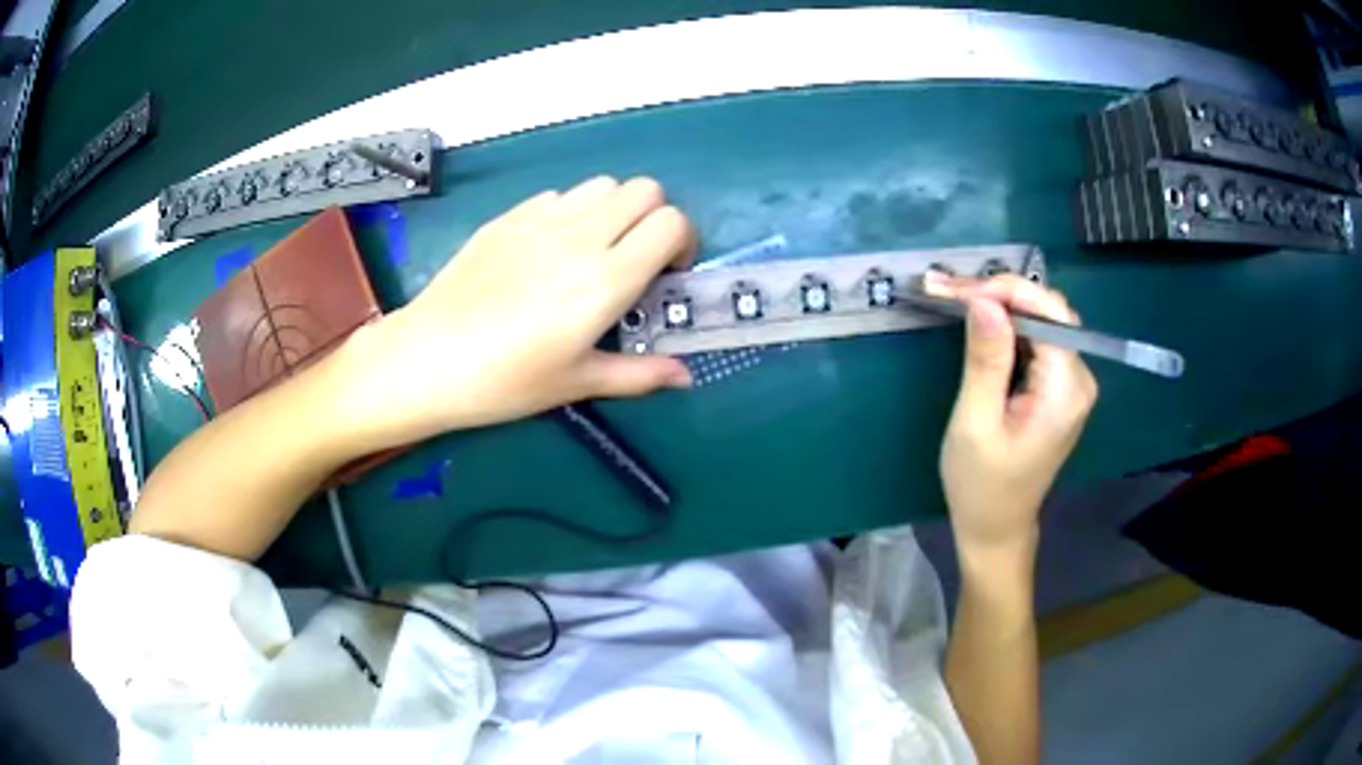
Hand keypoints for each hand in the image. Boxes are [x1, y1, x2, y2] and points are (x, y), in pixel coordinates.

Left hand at [341, 176, 694, 449]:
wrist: (427, 358)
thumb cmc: (506, 381)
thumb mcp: (577, 383)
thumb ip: (640, 375)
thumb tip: (686, 377)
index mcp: (606, 279)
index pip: (672, 223)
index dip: (682, 243)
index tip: (665, 275)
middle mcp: (581, 236)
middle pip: (645, 189)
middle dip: (653, 218)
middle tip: (635, 258)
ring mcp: (541, 219)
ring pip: (602, 184)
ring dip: (614, 210)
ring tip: (593, 251)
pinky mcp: (509, 216)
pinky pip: (559, 195)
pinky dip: (572, 212)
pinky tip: (548, 251)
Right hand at [929, 274, 1097, 561]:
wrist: (996, 528)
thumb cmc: (981, 486)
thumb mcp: (975, 424)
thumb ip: (985, 360)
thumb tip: (984, 300)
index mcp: (1066, 389)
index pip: (1048, 313)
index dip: (1005, 291)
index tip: (955, 289)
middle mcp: (1080, 378)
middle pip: (1048, 312)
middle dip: (1000, 293)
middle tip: (948, 291)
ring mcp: (1072, 383)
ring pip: (1042, 321)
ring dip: (1001, 307)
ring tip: (955, 299)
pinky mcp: (1059, 388)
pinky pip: (1038, 341)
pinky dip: (1008, 327)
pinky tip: (979, 324)